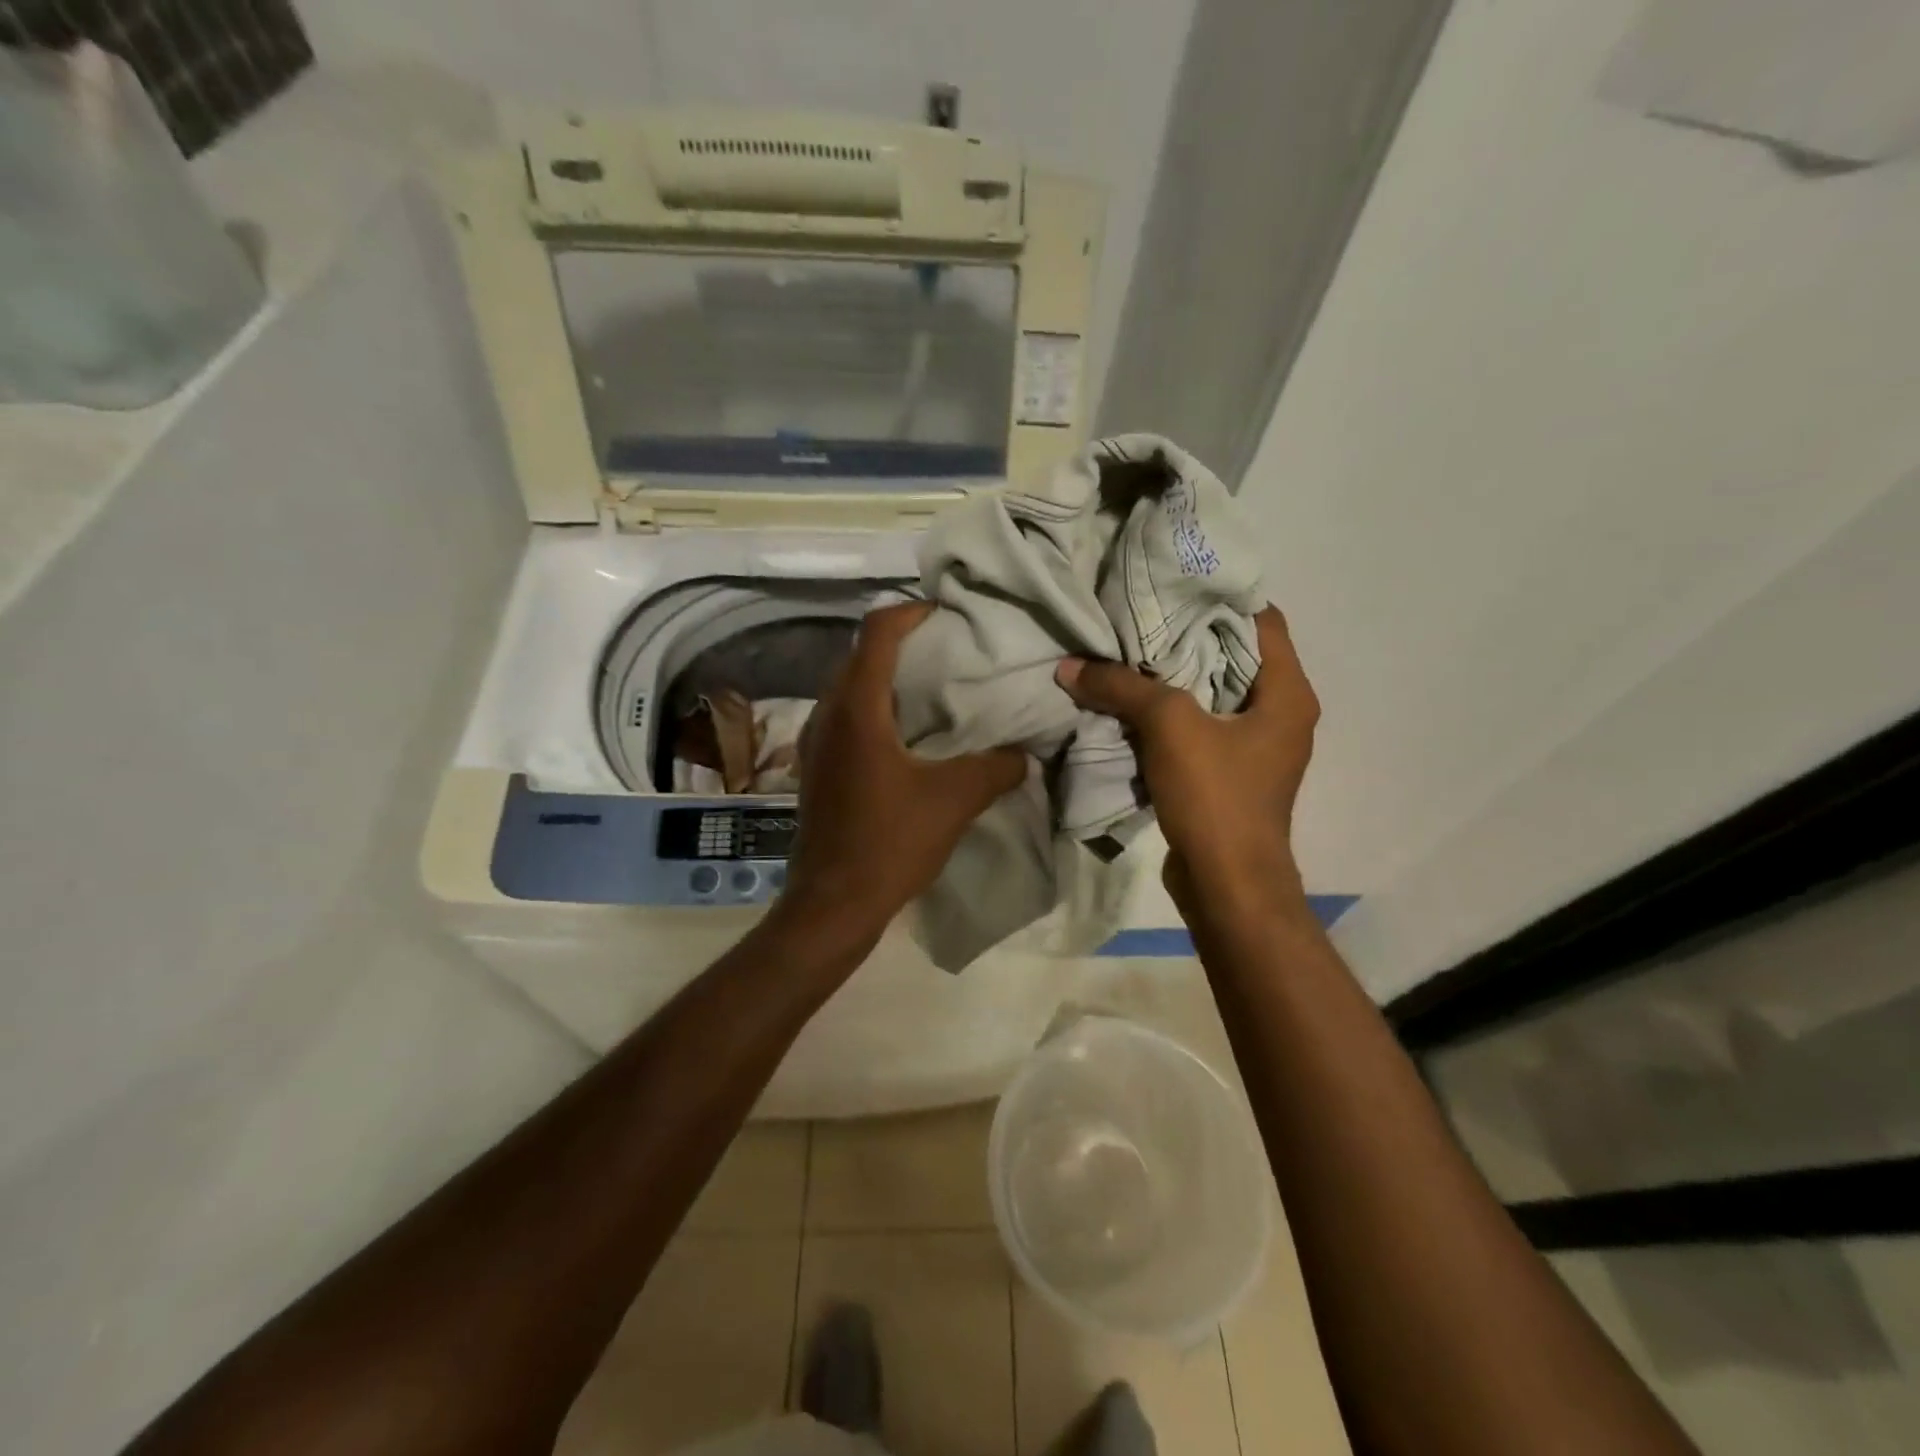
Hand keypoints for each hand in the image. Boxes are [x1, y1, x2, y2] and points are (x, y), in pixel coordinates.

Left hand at [776, 601, 1026, 950]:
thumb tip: (1025, 753)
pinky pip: (846, 718)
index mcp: (857, 708)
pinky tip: (908, 737)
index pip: (877, 632)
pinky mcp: (816, 768)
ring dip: (888, 679)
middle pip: (861, 655)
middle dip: (904, 644)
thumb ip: (996, 767)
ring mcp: (816, 742)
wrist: (832, 903)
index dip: (911, 612)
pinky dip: (876, 710)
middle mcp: (828, 714)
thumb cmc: (890, 843)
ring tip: (933, 690)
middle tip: (949, 652)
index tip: (947, 616)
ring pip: (851, 688)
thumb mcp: (955, 800)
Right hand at [1055, 607, 1318, 917]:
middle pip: (1232, 655)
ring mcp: (1255, 747)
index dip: (1220, 597)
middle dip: (1185, 635)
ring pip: (1211, 694)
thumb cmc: (1217, 796)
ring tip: (1126, 652)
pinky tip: (1129, 703)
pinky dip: (1169, 714)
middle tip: (1137, 615)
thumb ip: (1122, 688)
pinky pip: (1199, 728)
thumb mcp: (1169, 728)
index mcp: (1287, 693)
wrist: (1229, 886)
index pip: (1262, 621)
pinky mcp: (1230, 774)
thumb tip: (1070, 667)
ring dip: (1172, 677)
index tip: (1173, 583)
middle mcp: (1280, 714)